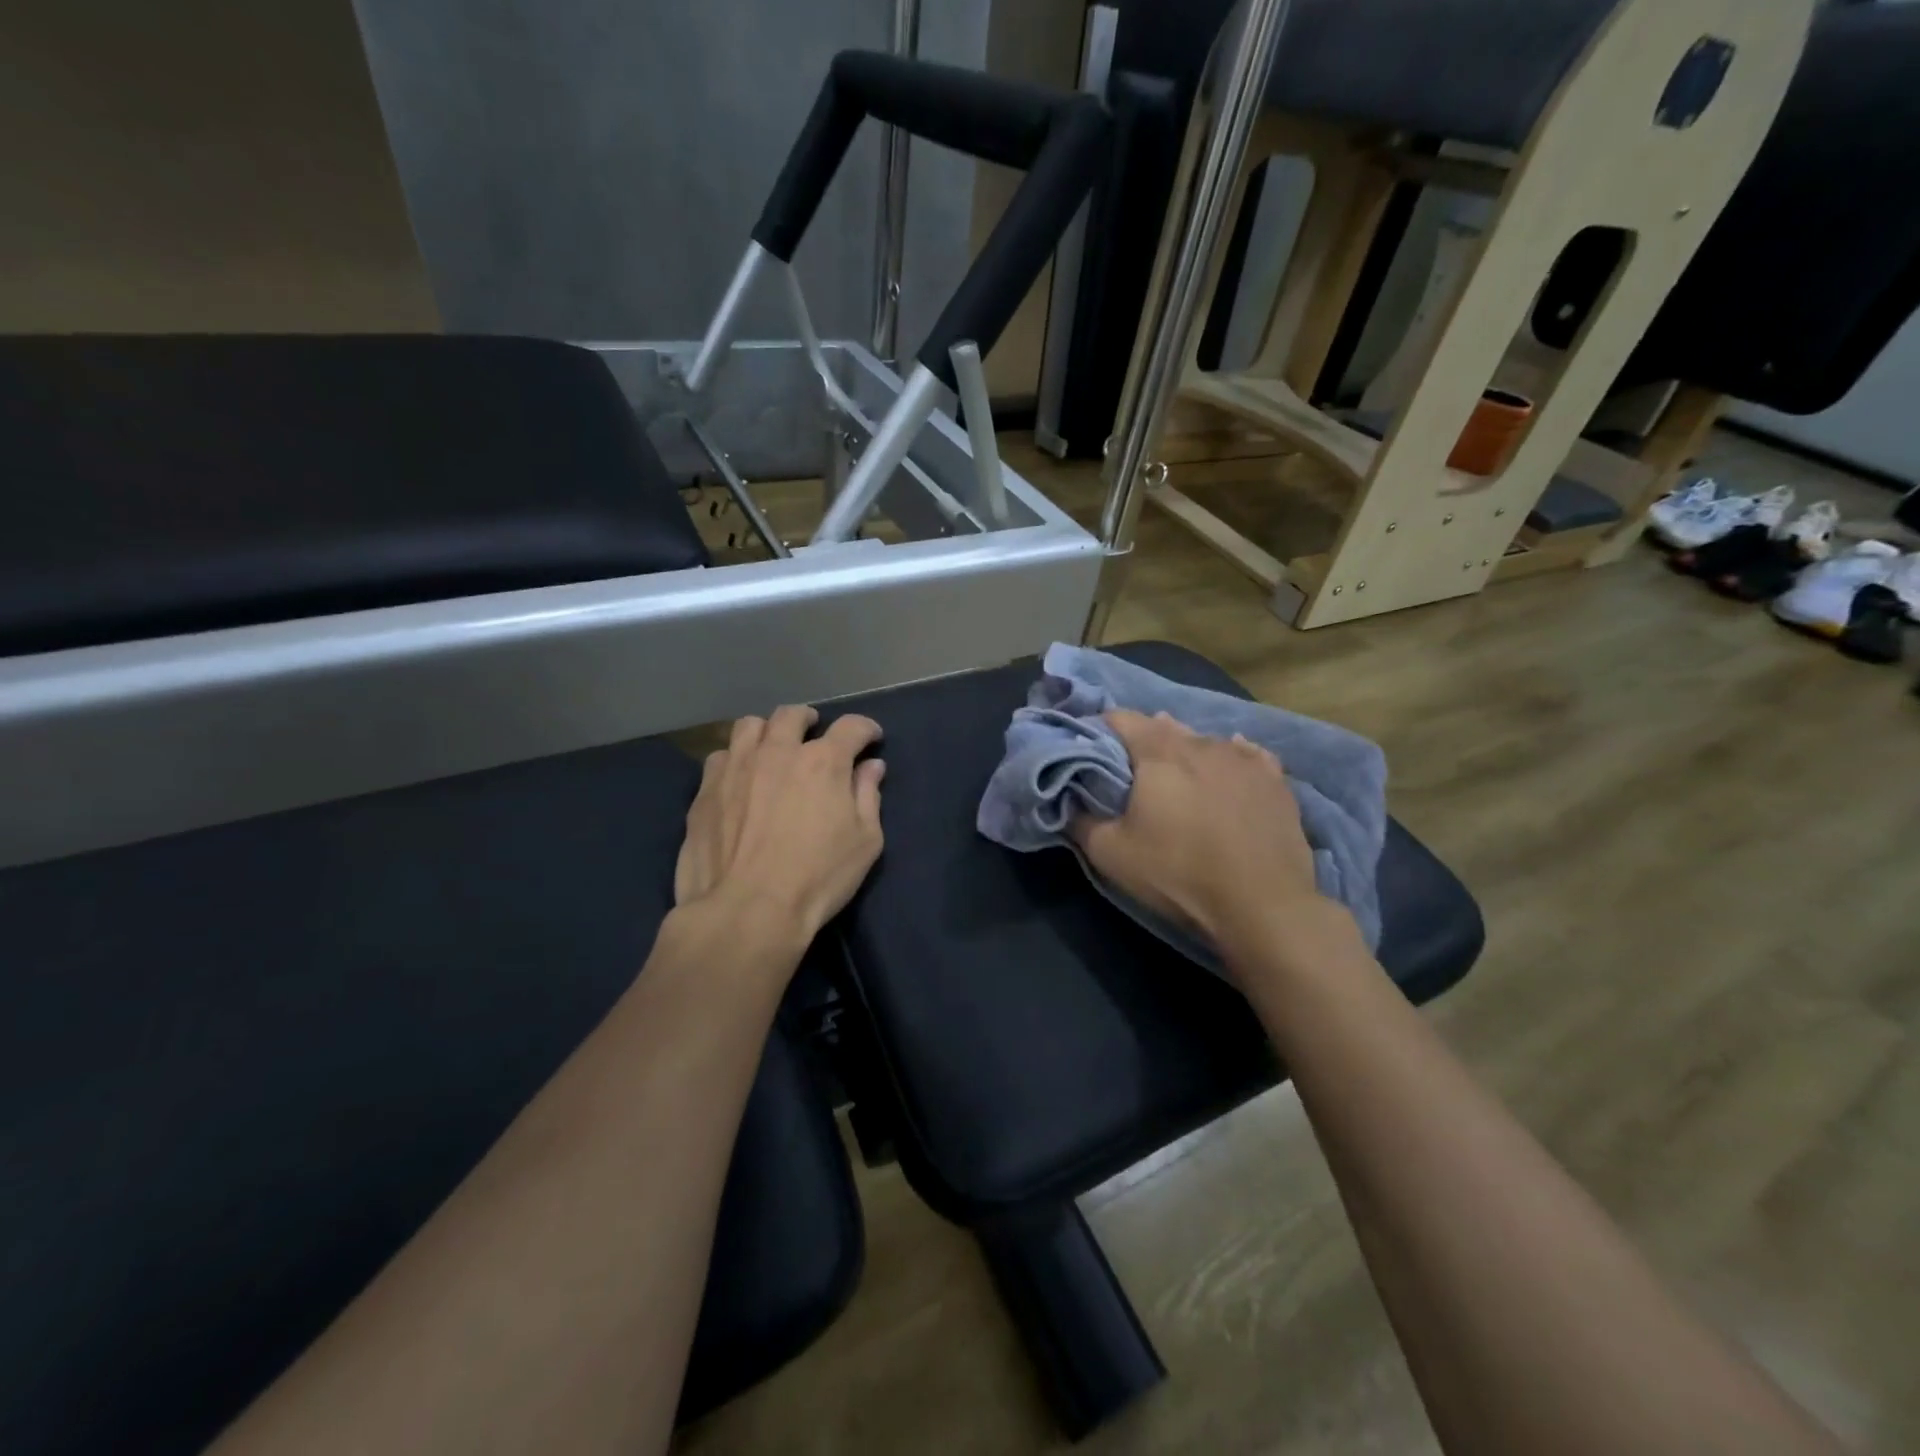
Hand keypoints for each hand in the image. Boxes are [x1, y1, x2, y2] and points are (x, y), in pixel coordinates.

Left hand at [675, 706, 885, 945]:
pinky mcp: (705, 789)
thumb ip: (868, 796)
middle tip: (815, 734)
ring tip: (772, 749)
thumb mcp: (865, 842)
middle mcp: (778, 751)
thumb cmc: (818, 877)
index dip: (865, 729)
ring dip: (767, 732)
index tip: (870, 739)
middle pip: (793, 715)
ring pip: (750, 726)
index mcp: (823, 761)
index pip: (851, 727)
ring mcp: (736, 767)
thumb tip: (871, 767)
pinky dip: (736, 759)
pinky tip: (739, 779)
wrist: (747, 910)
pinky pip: (720, 757)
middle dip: (809, 720)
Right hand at [1071, 709, 1326, 948]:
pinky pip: (1247, 755)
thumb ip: (1080, 821)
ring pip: (1205, 741)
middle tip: (1133, 773)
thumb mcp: (1110, 853)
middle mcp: (1202, 743)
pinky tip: (1229, 771)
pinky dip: (1231, 758)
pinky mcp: (1275, 780)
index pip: (1120, 718)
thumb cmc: (1177, 872)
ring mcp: (1244, 758)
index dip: (1100, 730)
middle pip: (1163, 727)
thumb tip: (1068, 803)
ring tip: (1180, 777)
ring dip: (1186, 752)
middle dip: (1144, 742)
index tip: (1092, 751)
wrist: (1261, 905)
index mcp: (1158, 752)